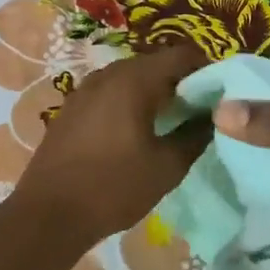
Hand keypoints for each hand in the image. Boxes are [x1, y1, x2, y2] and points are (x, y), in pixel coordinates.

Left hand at [14, 46, 212, 246]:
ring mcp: (84, 89)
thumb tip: (214, 117)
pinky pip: (109, 93)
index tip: (221, 95)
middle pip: (154, 63)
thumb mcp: (166, 167)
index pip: (181, 55)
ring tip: (171, 121)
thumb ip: (195, 136)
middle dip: (180, 81)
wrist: (48, 214)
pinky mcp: (71, 108)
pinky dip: (129, 102)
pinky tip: (135, 131)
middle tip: (200, 110)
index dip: (207, 70)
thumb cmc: (113, 188)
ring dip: (153, 92)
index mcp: (134, 80)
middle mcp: (107, 74)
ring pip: (130, 77)